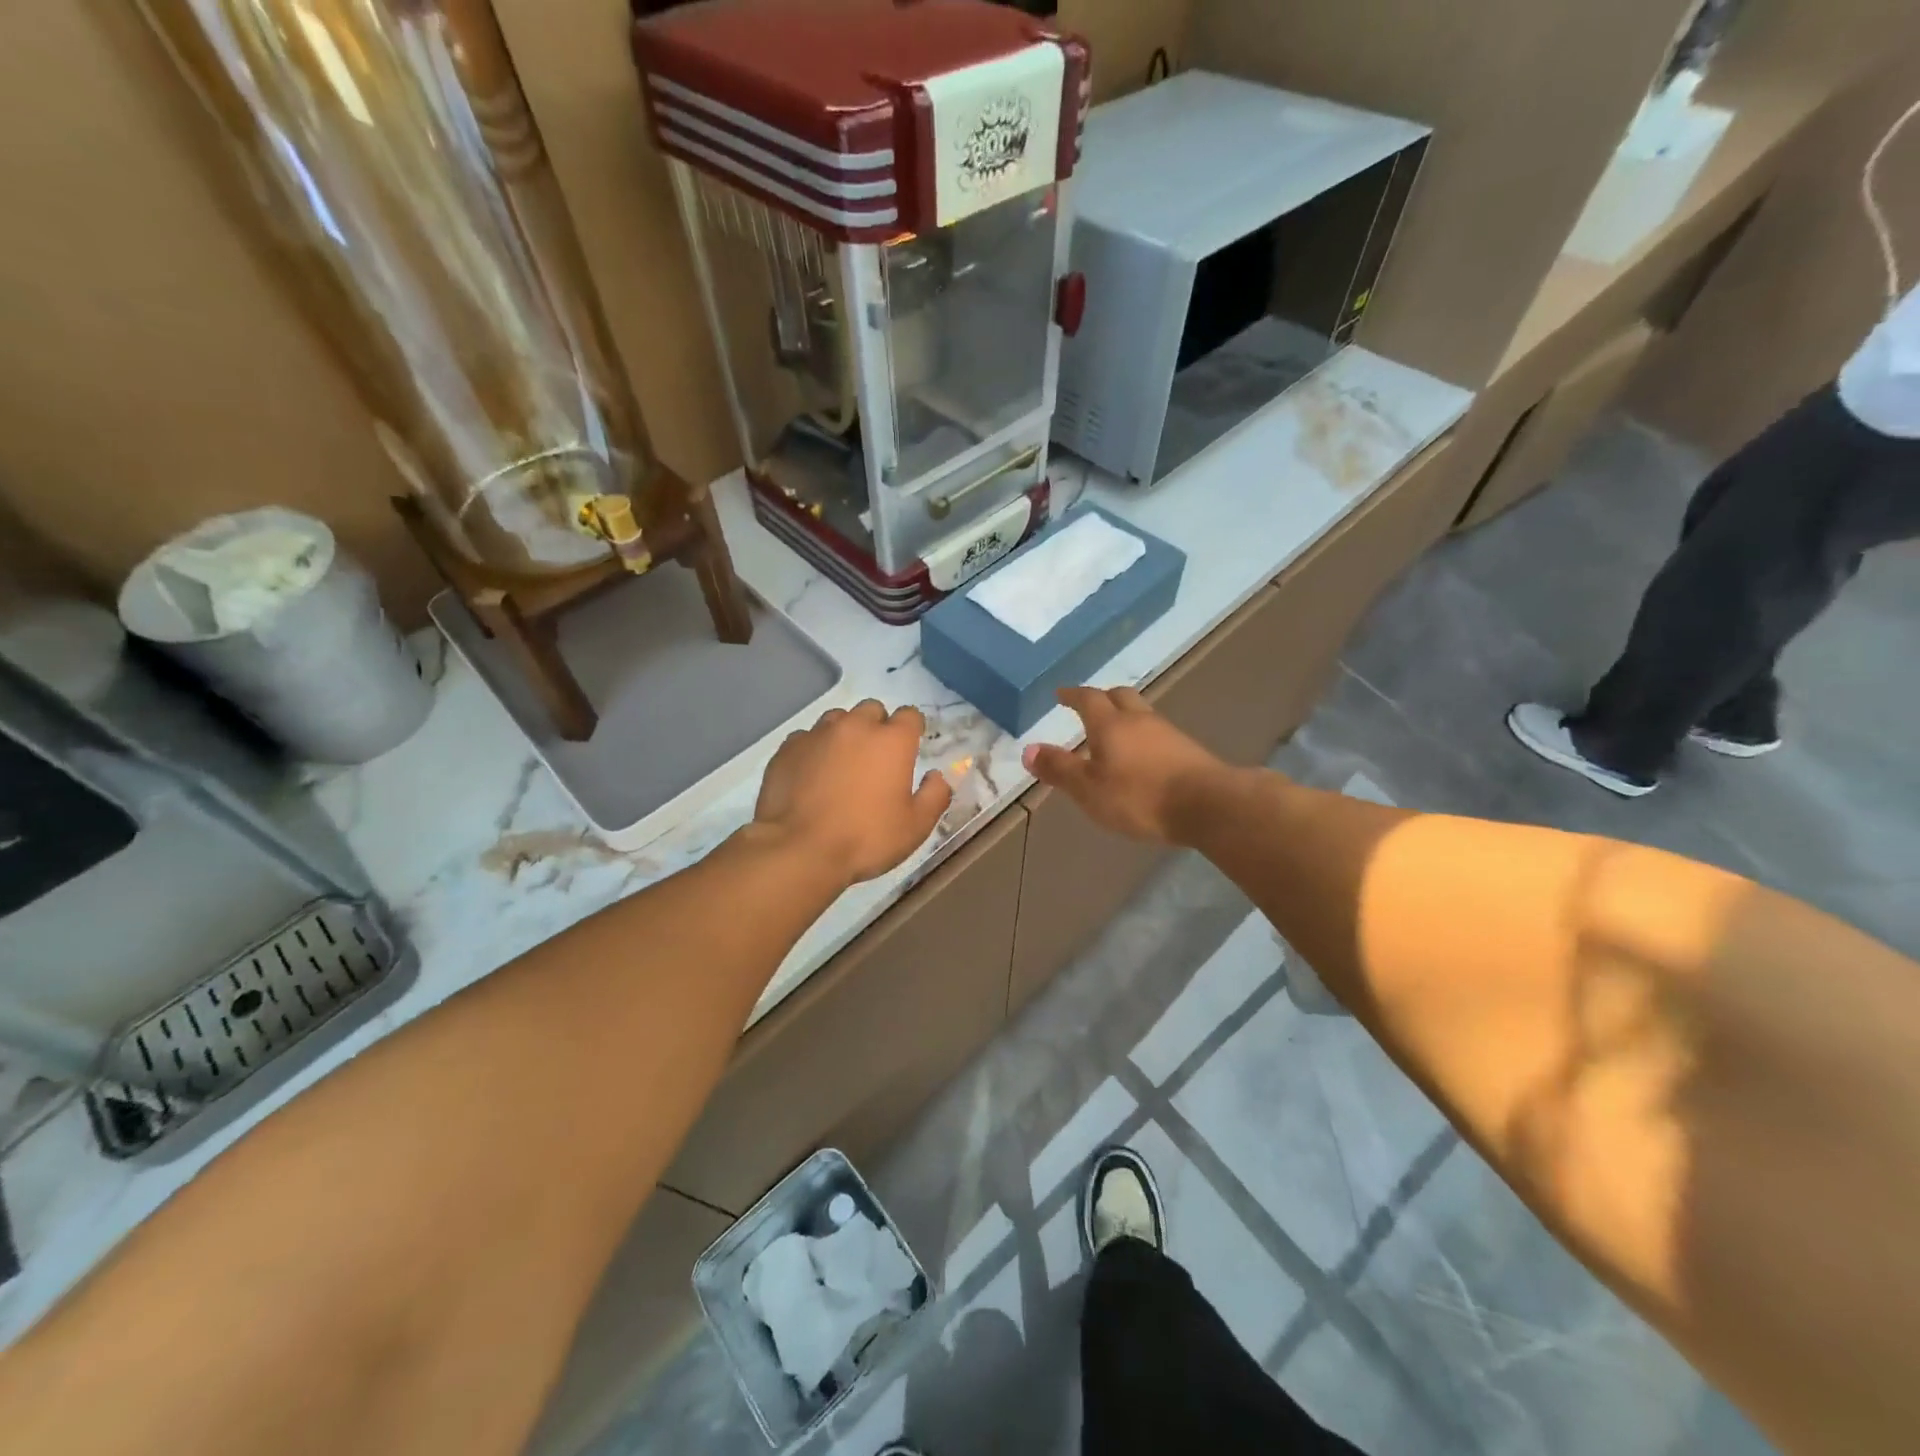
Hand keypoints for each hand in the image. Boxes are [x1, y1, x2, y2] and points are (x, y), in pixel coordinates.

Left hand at [754, 700, 952, 884]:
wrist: (799, 850)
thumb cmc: (866, 838)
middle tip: (875, 759)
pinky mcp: (787, 748)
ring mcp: (817, 734)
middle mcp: (855, 726)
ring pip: (837, 720)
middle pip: (872, 710)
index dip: (912, 730)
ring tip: (841, 765)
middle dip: (877, 727)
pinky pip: (806, 738)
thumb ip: (935, 795)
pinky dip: (813, 750)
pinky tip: (811, 776)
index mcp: (892, 741)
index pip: (910, 715)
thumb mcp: (916, 826)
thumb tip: (937, 776)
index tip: (910, 748)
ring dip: (844, 735)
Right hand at [1022, 686, 1227, 843]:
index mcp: (1110, 724)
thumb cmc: (1139, 796)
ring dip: (1125, 717)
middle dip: (1102, 698)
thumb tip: (1028, 749)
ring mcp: (1168, 733)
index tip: (1061, 694)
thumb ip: (1059, 769)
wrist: (1208, 805)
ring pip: (1142, 714)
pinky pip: (1158, 734)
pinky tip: (1143, 756)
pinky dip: (1144, 737)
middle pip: (1120, 696)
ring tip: (1114, 733)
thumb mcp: (1088, 789)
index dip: (1073, 695)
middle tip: (1090, 706)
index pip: (1088, 699)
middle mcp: (1139, 720)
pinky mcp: (1188, 751)